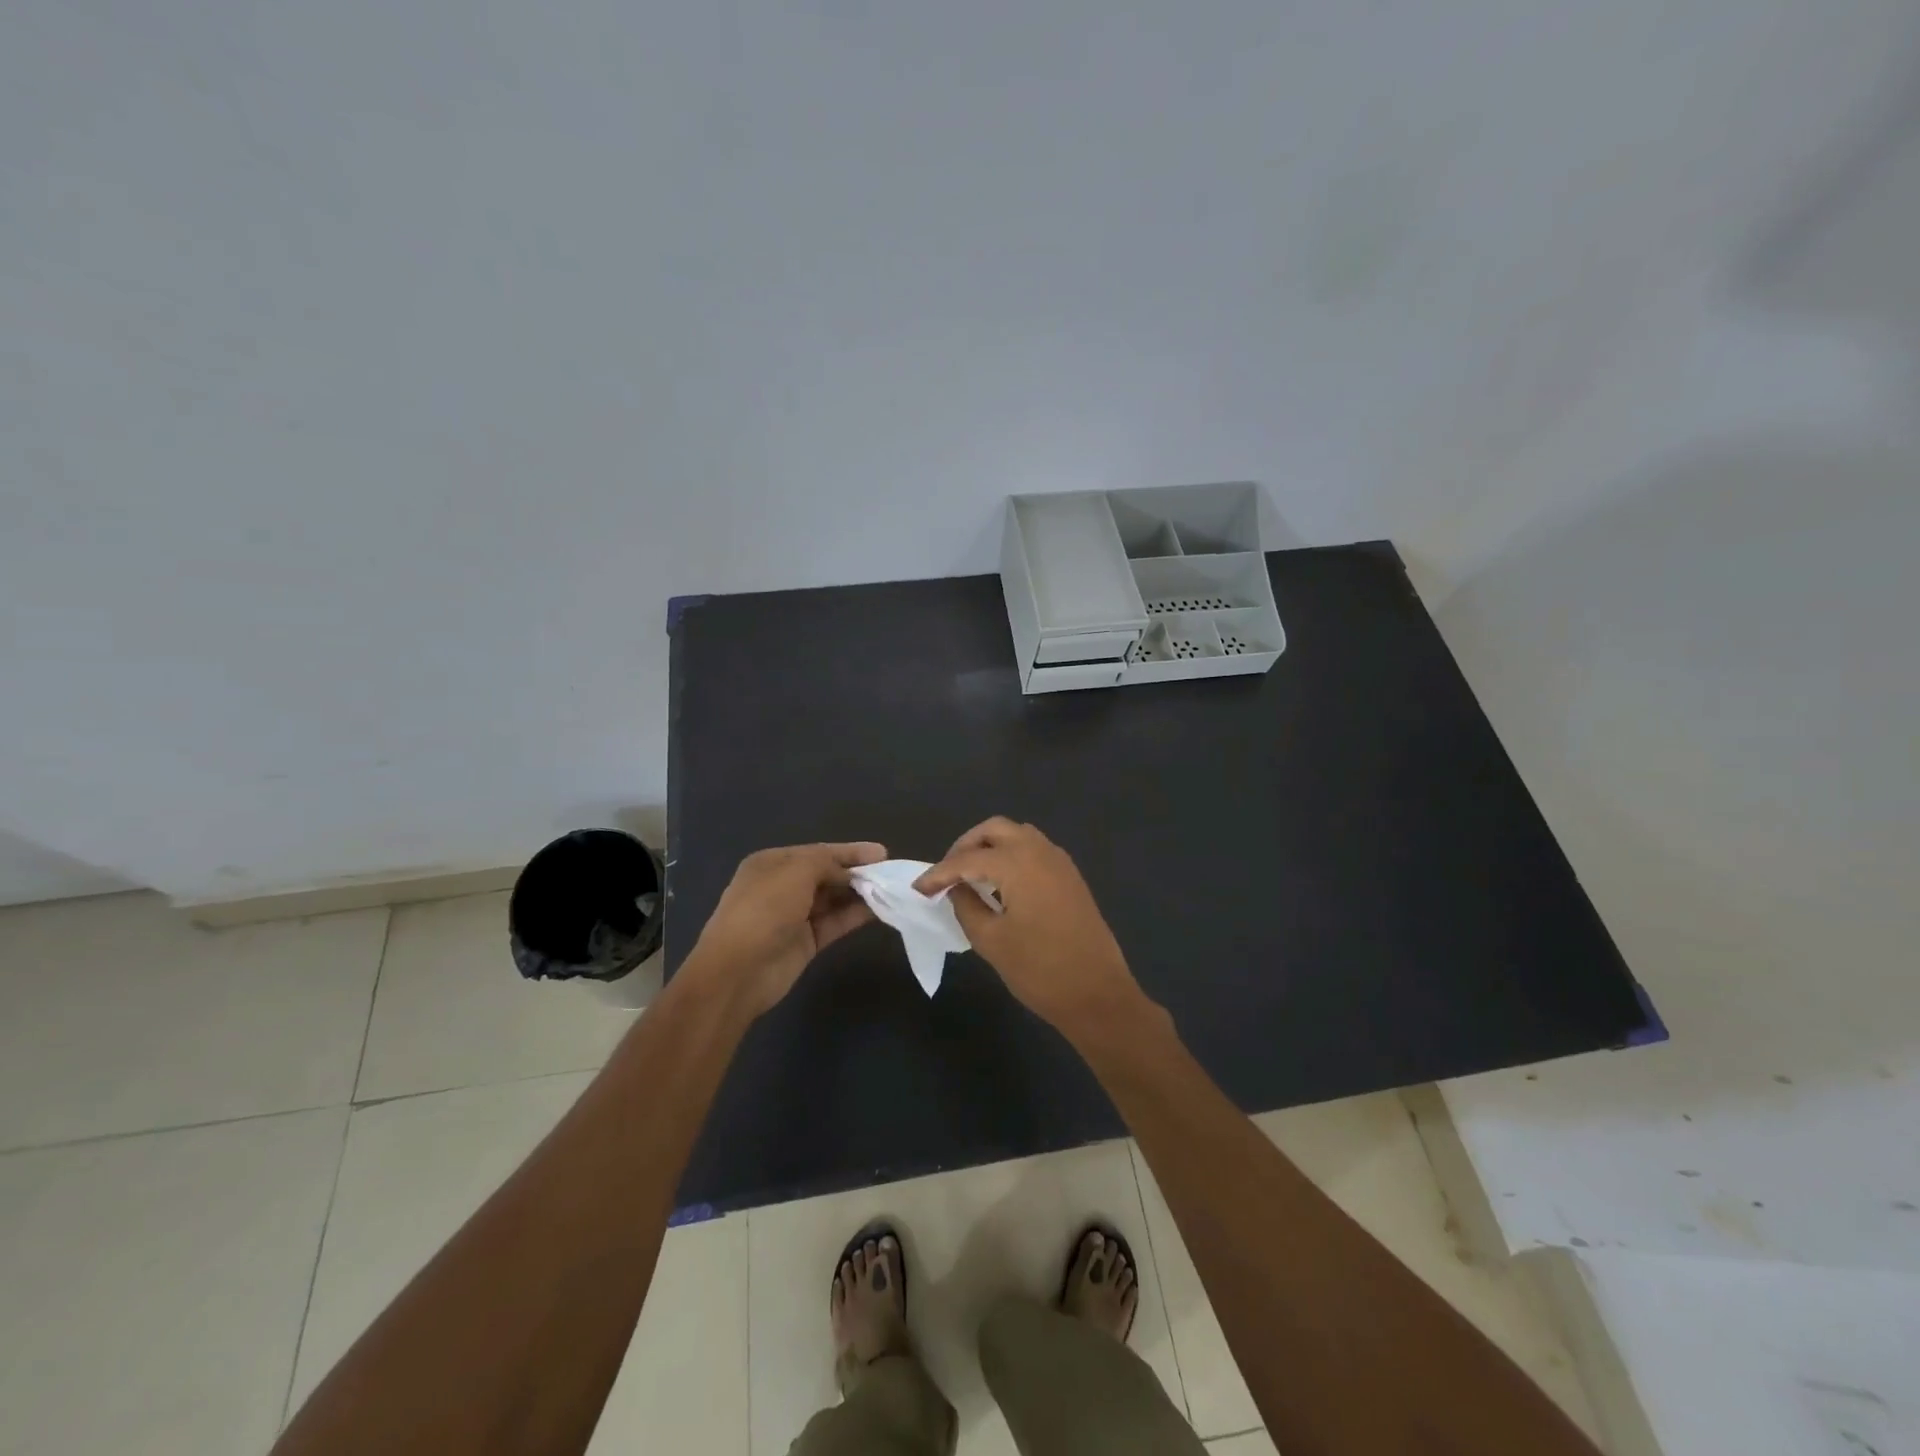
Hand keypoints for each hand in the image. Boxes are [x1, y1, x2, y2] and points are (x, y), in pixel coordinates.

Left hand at [686, 841, 886, 1016]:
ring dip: (859, 893)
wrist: (738, 971)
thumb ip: (826, 862)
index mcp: (772, 864)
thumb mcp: (796, 871)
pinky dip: (855, 915)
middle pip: (827, 874)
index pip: (817, 852)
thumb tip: (849, 871)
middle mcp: (782, 886)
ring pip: (833, 899)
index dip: (849, 851)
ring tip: (890, 889)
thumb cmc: (764, 909)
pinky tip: (878, 910)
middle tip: (890, 873)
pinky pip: (835, 922)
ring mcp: (794, 916)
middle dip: (856, 872)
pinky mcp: (806, 942)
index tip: (882, 853)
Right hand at [914, 818, 1148, 1037]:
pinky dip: (1012, 856)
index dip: (939, 874)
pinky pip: (1034, 850)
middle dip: (966, 846)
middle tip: (947, 874)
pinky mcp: (1070, 876)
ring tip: (971, 877)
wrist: (1098, 994)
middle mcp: (1040, 850)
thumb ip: (966, 906)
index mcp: (1018, 862)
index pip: (967, 859)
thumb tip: (956, 889)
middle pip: (994, 830)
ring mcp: (1059, 861)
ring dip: (990, 847)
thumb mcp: (991, 941)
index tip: (918, 889)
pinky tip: (1000, 884)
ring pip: (1017, 835)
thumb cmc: (1040, 970)